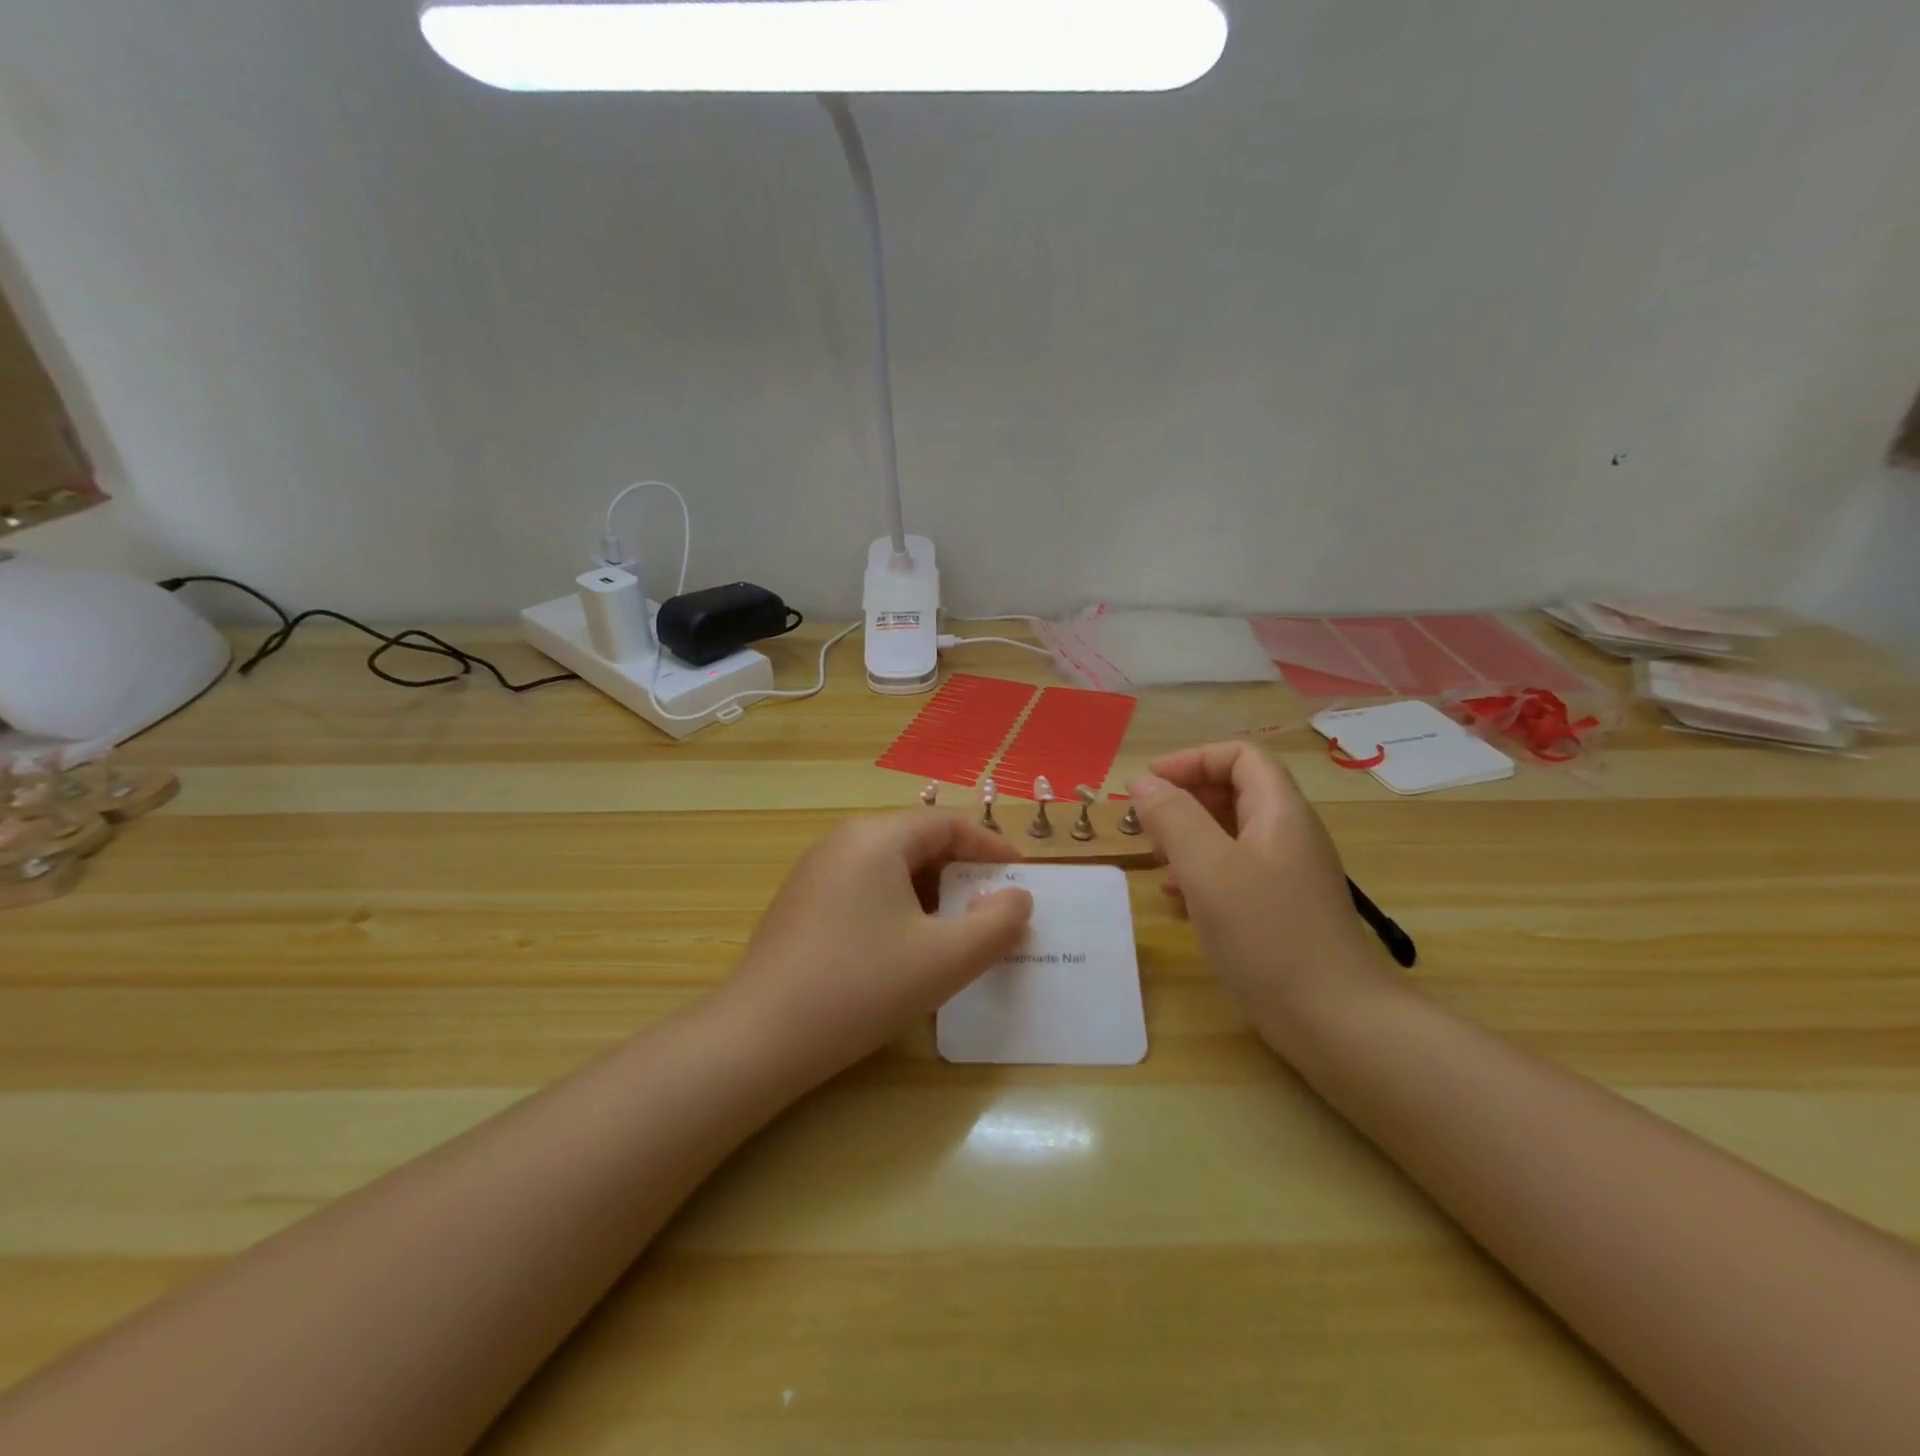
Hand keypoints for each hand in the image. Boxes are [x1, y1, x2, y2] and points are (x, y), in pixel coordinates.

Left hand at [718, 811, 1033, 1087]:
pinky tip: (906, 947)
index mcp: (877, 838)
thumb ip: (997, 925)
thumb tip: (1017, 898)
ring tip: (957, 930)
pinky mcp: (800, 904)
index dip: (992, 847)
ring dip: (931, 891)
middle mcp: (843, 841)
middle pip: (918, 840)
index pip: (948, 823)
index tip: (1022, 877)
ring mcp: (815, 872)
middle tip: (994, 907)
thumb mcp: (946, 959)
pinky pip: (864, 888)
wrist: (760, 1038)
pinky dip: (898, 906)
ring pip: (890, 867)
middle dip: (962, 871)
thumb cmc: (861, 987)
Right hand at [1129, 743, 1386, 1048]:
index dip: (1192, 760)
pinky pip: (1235, 872)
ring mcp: (1286, 874)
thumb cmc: (1267, 933)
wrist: (1334, 1020)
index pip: (1239, 757)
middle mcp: (1287, 834)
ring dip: (1188, 837)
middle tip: (1146, 825)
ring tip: (1156, 860)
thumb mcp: (1208, 868)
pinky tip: (1177, 900)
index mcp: (1279, 811)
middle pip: (1234, 791)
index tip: (1149, 784)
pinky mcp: (1280, 909)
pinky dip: (1201, 873)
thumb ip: (1173, 817)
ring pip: (1230, 834)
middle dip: (1185, 799)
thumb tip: (1143, 782)